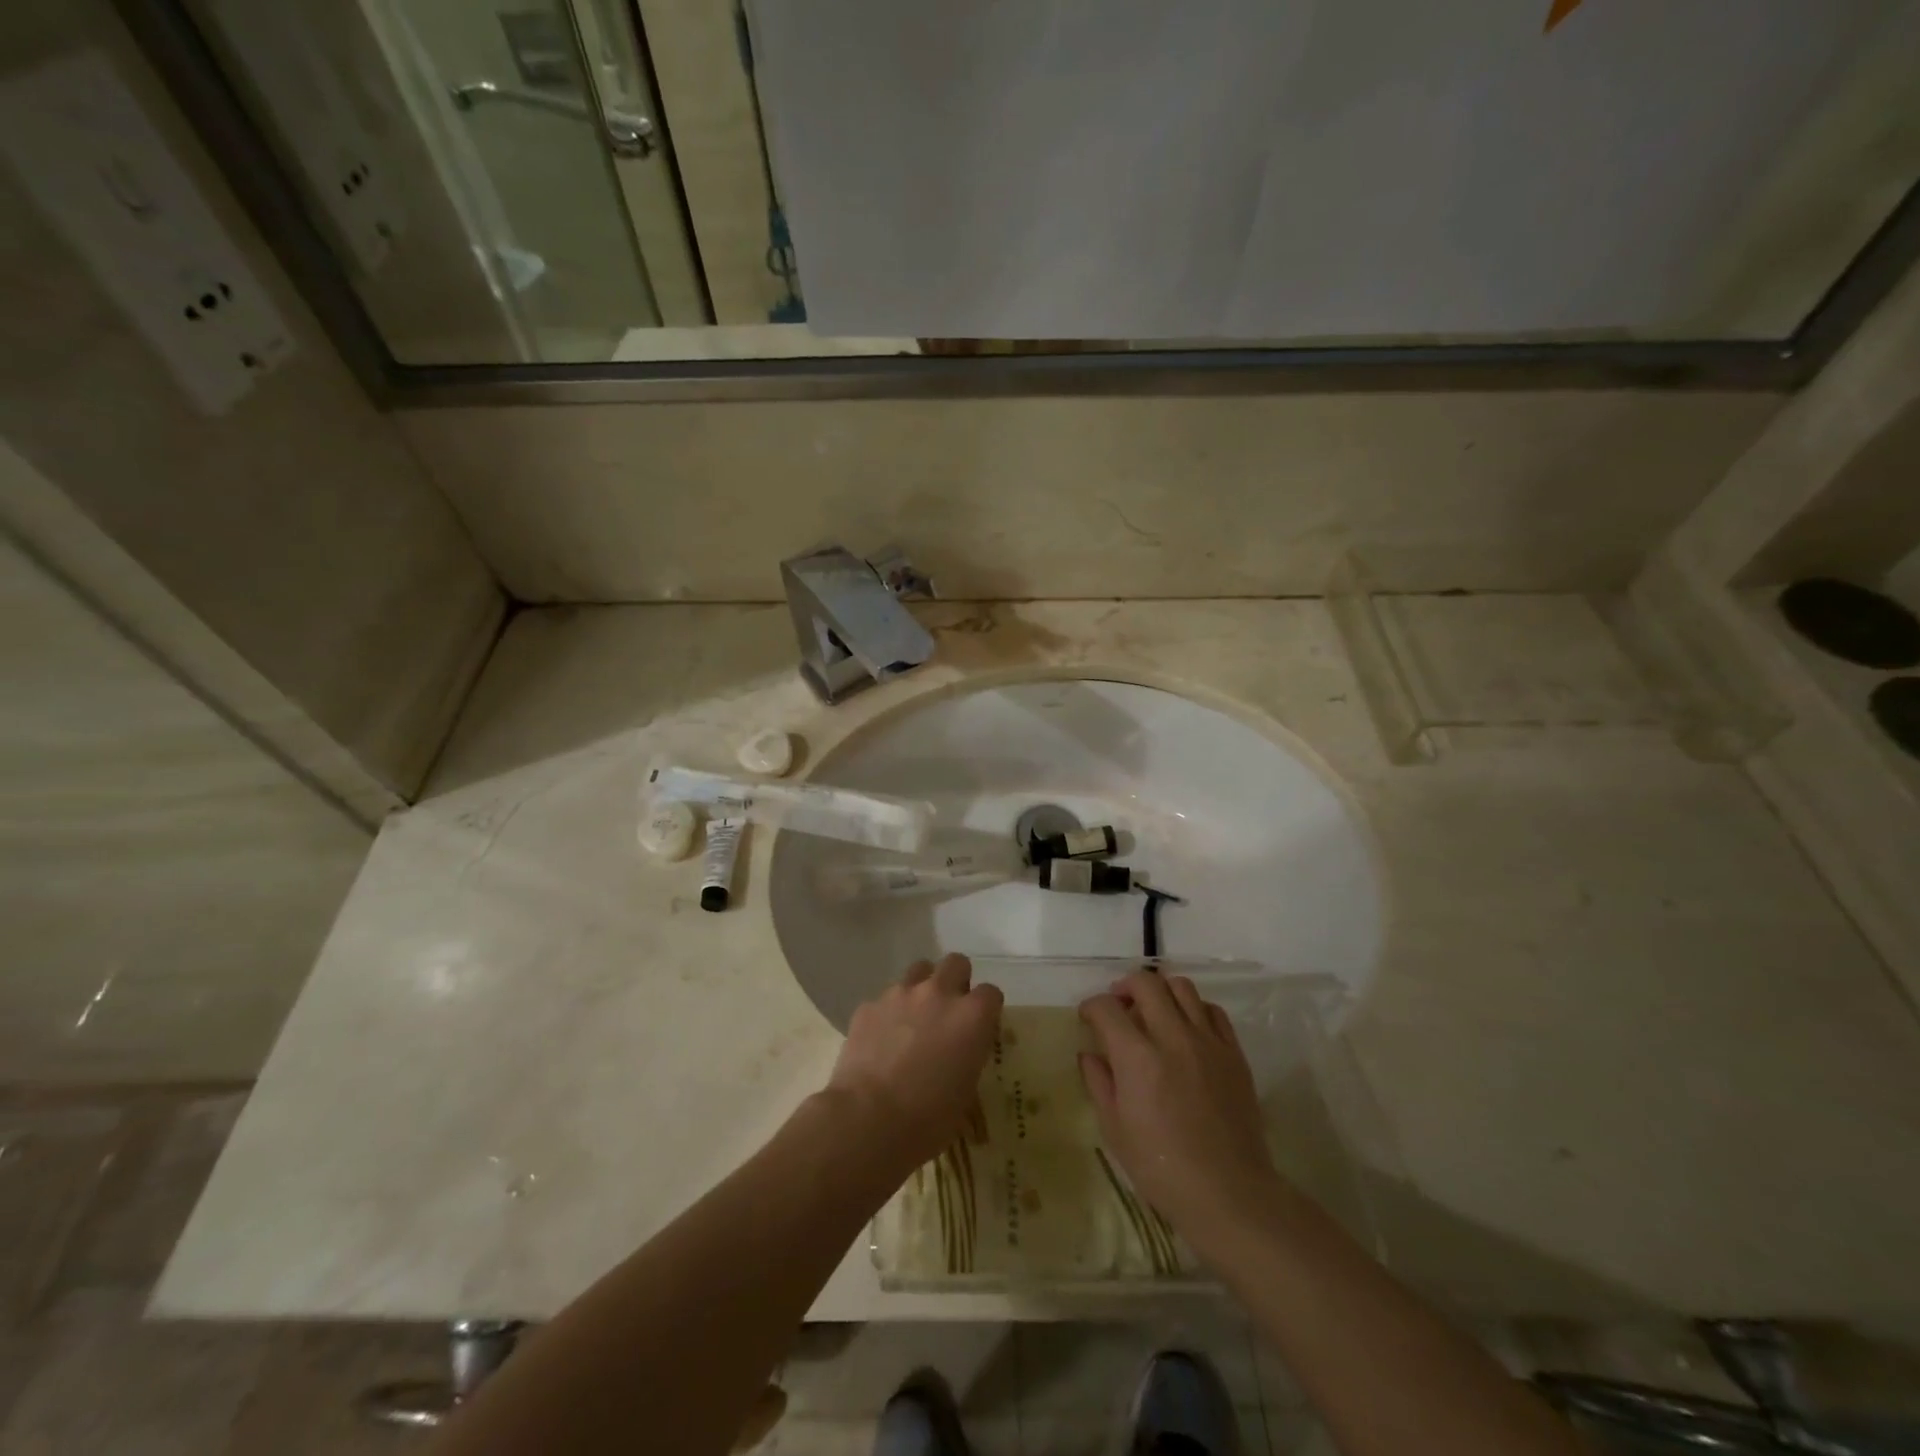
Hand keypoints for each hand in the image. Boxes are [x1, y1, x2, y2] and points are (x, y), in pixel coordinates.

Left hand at [826, 953, 1002, 1174]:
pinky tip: (882, 1039)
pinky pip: (885, 998)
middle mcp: (939, 993)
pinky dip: (889, 1012)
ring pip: (919, 970)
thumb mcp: (966, 1092)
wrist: (868, 1120)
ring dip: (922, 987)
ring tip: (915, 1017)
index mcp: (972, 1016)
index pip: (991, 993)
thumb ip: (968, 1057)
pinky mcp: (869, 1005)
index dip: (986, 1009)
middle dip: (956, 980)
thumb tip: (960, 1052)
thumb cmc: (928, 1119)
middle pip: (956, 963)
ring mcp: (901, 994)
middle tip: (949, 1009)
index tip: (980, 1026)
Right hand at [1079, 971, 1278, 1249]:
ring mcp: (1207, 1042)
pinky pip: (1213, 1011)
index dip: (1091, 1007)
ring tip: (1153, 1011)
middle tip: (1119, 1005)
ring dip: (1161, 991)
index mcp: (1137, 1058)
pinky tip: (1186, 1028)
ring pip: (1182, 987)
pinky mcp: (1234, 1053)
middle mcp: (1172, 1037)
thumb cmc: (1162, 1169)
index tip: (1088, 1017)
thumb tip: (1089, 1054)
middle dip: (1124, 987)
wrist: (1229, 1193)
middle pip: (1146, 983)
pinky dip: (1194, 1009)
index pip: (1107, 1008)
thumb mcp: (1115, 1130)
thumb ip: (1099, 1083)